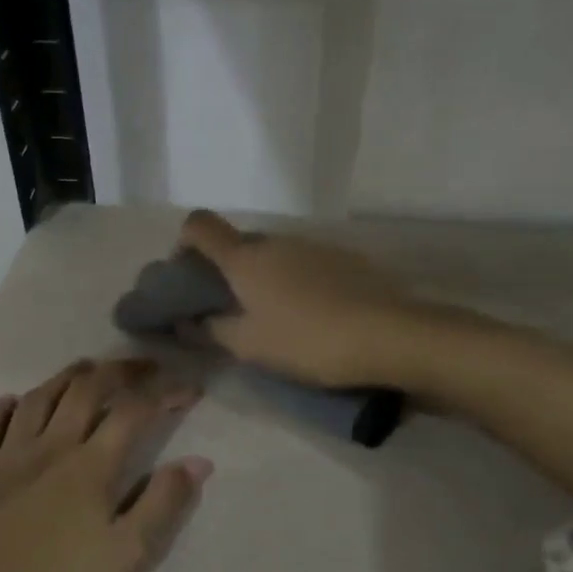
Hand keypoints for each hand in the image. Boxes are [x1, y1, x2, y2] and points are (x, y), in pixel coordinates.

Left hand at [0, 373, 211, 571]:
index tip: (189, 388)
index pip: (135, 411)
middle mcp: (49, 447)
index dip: (165, 393)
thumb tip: (198, 461)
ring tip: (86, 368)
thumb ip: (163, 505)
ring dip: (66, 377)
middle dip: (119, 372)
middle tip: (143, 366)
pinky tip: (10, 402)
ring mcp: (3, 458)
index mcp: (91, 466)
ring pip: (38, 399)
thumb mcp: (126, 557)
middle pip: (86, 390)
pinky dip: (3, 408)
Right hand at [178, 208, 418, 387]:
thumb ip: (213, 330)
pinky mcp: (346, 258)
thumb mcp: (250, 345)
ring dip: (266, 279)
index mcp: (246, 258)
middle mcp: (277, 241)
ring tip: (278, 318)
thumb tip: (189, 321)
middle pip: (240, 245)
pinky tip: (314, 315)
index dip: (185, 242)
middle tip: (233, 311)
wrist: (387, 335)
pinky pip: (307, 264)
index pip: (200, 226)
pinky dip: (298, 282)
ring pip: (276, 256)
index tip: (188, 273)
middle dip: (229, 272)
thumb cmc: (306, 340)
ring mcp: (314, 246)